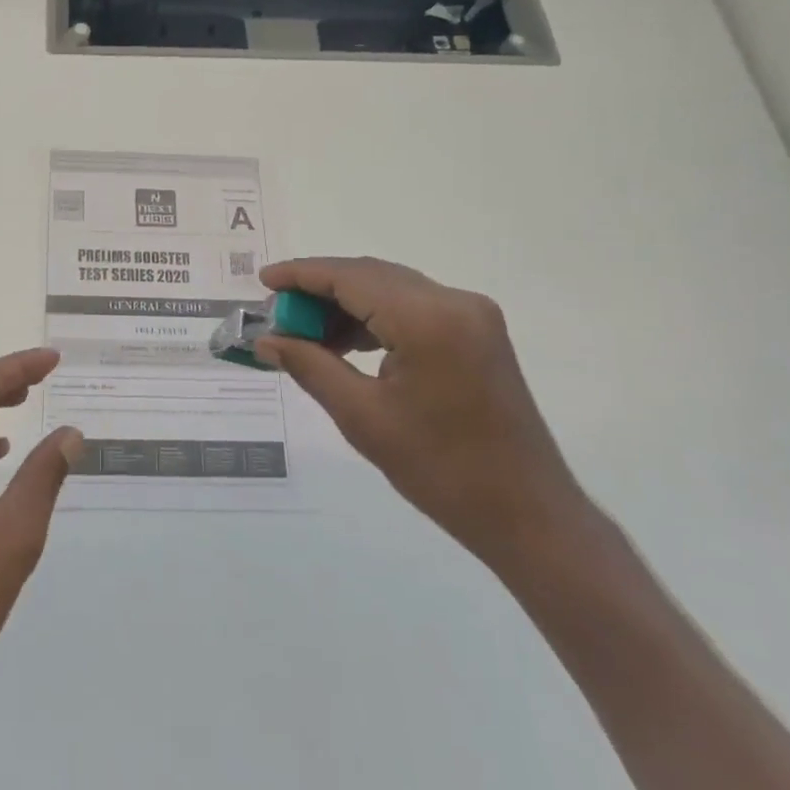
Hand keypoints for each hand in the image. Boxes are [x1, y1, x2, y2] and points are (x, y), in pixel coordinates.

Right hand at [255, 258, 592, 571]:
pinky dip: (375, 317)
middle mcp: (454, 301)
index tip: (262, 281)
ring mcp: (472, 314)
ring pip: (391, 288)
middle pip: (370, 275)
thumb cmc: (441, 470)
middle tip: (278, 314)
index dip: (302, 275)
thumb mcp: (362, 417)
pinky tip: (346, 342)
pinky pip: (413, 307)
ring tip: (305, 333)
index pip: (350, 277)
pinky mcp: (477, 331)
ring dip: (346, 303)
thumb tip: (265, 340)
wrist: (527, 514)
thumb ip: (310, 365)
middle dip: (320, 289)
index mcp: (428, 319)